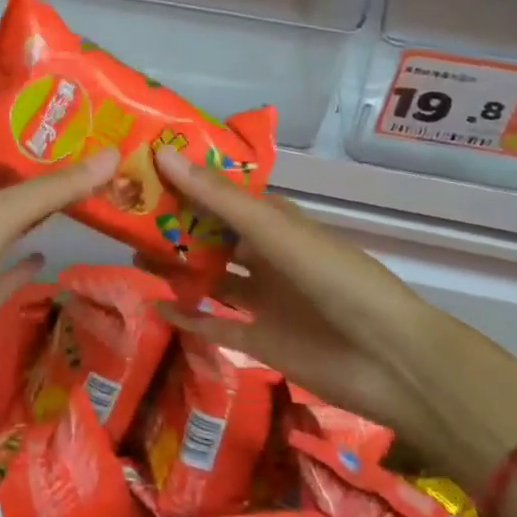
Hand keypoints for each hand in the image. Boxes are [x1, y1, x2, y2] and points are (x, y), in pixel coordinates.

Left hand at [0, 150, 119, 435]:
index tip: (61, 128)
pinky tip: (51, 258)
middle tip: (85, 162)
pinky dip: (24, 270)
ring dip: (34, 222)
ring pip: (3, 238)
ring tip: (80, 201)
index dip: (18, 142)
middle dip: (36, 182)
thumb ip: (50, 190)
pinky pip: (2, 282)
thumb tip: (110, 156)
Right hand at [153, 148, 516, 492]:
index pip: (223, 192)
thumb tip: (163, 154)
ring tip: (131, 254)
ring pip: (210, 277)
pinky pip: (216, 325)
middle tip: (125, 216)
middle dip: (174, 225)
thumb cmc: (336, 279)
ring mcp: (264, 299)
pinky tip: (154, 307)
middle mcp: (267, 255)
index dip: (186, 179)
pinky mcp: (261, 340)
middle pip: (212, 235)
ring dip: (176, 267)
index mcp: (276, 221)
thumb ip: (220, 199)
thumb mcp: (276, 232)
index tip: (143, 167)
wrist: (391, 361)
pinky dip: (188, 317)